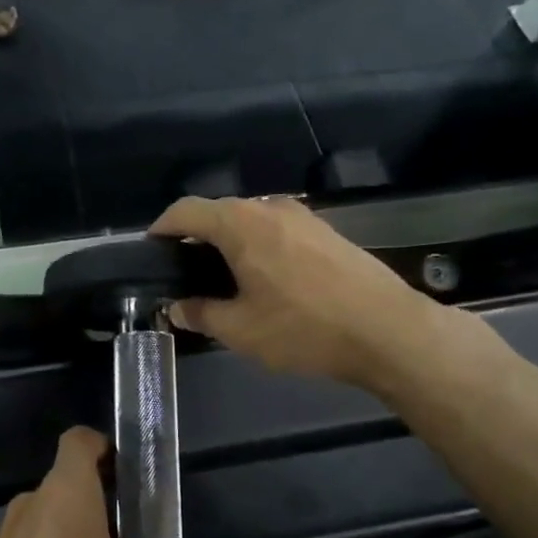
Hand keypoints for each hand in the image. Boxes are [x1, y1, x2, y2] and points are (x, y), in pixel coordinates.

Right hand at [151, 196, 433, 390]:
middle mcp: (269, 207)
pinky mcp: (326, 232)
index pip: (186, 210)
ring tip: (223, 280)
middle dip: (195, 238)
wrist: (386, 330)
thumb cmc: (303, 328)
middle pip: (218, 213)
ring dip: (229, 243)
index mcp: (240, 223)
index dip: (162, 228)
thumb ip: (200, 314)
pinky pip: (277, 231)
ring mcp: (303, 217)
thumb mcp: (240, 329)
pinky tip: (264, 281)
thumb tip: (177, 308)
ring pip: (250, 221)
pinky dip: (258, 247)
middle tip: (184, 274)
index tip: (150, 250)